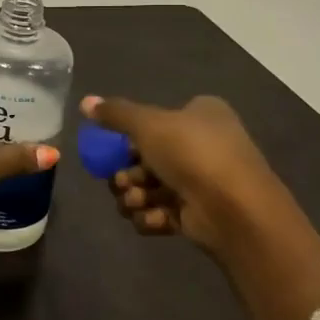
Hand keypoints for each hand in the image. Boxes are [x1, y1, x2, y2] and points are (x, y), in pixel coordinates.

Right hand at [80, 93, 289, 261]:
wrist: (235, 210)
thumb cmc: (192, 154)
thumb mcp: (147, 124)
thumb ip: (115, 114)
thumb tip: (84, 101)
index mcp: (201, 115)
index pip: (157, 120)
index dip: (132, 135)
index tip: (114, 147)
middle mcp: (204, 144)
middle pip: (147, 157)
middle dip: (128, 173)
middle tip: (121, 180)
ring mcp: (202, 181)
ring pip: (151, 187)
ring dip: (135, 196)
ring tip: (135, 201)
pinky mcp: (198, 214)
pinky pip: (162, 212)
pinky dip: (151, 216)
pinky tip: (153, 218)